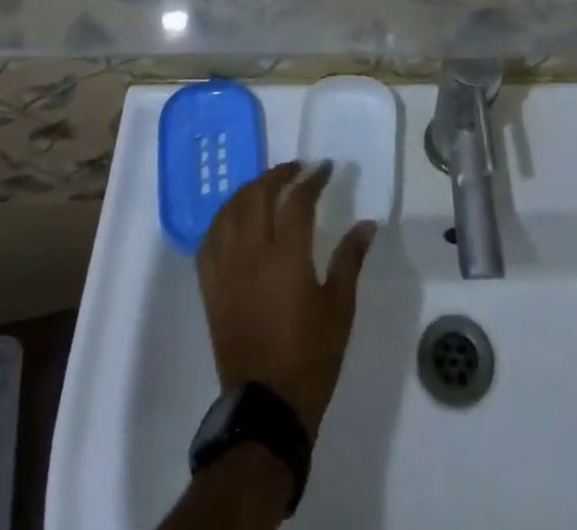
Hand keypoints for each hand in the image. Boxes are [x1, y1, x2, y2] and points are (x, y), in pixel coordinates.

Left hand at [198, 161, 377, 439]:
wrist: (266, 408)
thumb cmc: (311, 357)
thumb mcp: (339, 308)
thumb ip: (349, 259)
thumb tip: (366, 224)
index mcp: (286, 257)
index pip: (297, 200)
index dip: (312, 179)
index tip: (325, 168)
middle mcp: (251, 253)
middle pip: (258, 195)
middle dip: (278, 174)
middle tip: (297, 169)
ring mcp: (226, 270)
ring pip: (229, 211)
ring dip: (249, 190)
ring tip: (266, 186)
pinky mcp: (210, 288)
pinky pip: (209, 240)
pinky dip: (223, 219)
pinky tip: (235, 218)